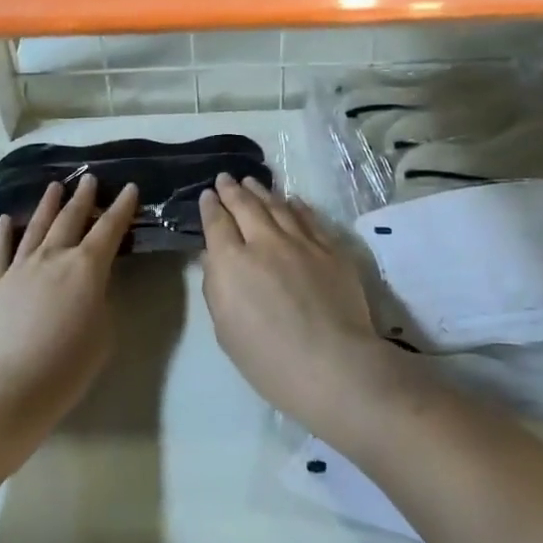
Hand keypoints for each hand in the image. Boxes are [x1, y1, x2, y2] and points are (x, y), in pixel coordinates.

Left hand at [0, 176, 138, 431]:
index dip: (122, 207)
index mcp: (87, 268)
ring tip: (55, 186)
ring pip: (36, 227)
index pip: (110, 229)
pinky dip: (4, 232)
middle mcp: (53, 257)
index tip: (129, 187)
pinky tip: (6, 220)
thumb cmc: (66, 367)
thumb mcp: (103, 333)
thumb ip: (101, 299)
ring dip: (48, 205)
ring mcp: (19, 267)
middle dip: (83, 197)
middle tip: (89, 179)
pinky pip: (0, 250)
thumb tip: (92, 285)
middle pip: (71, 219)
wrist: (8, 389)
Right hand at [199, 173, 397, 433]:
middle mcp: (264, 242)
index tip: (207, 195)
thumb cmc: (270, 361)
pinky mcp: (330, 248)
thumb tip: (212, 257)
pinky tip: (291, 200)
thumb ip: (216, 288)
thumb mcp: (227, 331)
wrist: (334, 364)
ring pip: (277, 205)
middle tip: (226, 178)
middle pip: (245, 206)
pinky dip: (296, 206)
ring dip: (262, 191)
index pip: (217, 224)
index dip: (210, 207)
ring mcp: (301, 241)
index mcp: (232, 263)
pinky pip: (309, 218)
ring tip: (252, 182)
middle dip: (232, 190)